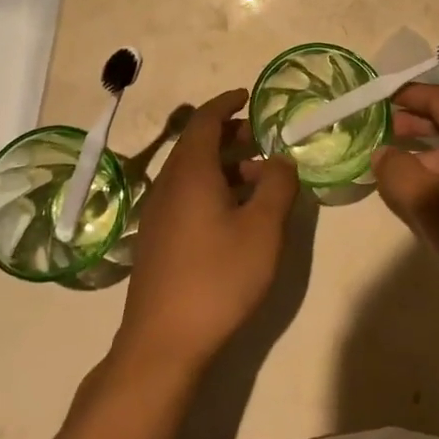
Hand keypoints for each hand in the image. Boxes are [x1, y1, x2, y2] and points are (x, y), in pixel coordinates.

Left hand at [114, 90, 298, 376]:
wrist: (162, 342)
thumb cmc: (218, 277)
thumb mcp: (263, 229)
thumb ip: (278, 186)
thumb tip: (281, 159)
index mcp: (190, 171)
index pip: (204, 120)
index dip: (226, 104)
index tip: (248, 95)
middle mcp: (169, 184)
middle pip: (197, 144)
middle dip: (230, 135)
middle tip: (263, 139)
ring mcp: (159, 213)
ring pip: (192, 172)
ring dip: (224, 165)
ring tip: (259, 178)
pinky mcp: (158, 240)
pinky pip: (186, 195)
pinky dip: (212, 187)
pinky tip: (235, 213)